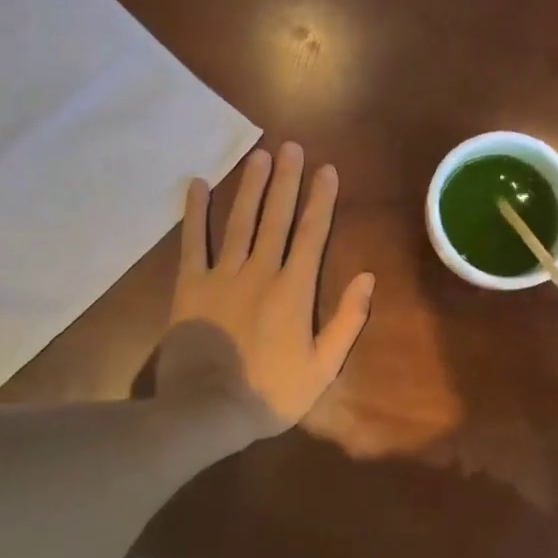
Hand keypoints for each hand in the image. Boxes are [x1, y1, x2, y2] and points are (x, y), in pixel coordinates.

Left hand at [157, 142, 375, 439]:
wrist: (207, 411)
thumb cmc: (271, 392)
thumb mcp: (324, 366)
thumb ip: (347, 320)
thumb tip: (367, 277)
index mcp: (294, 289)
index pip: (312, 234)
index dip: (321, 199)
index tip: (326, 170)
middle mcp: (260, 271)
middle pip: (276, 217)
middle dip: (286, 180)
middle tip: (291, 147)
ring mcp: (221, 275)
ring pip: (239, 221)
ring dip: (250, 186)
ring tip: (258, 155)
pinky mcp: (189, 285)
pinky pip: (192, 242)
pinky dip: (194, 212)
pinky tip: (196, 184)